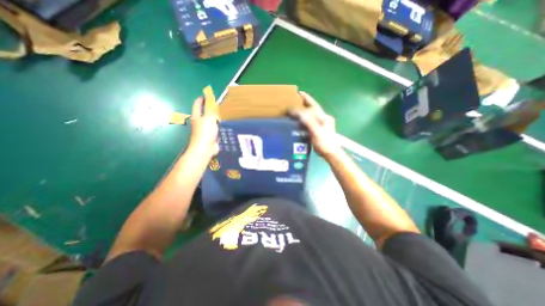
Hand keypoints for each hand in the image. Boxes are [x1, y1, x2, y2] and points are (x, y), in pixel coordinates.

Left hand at [187, 96, 218, 157]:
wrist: (205, 148)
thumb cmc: (205, 132)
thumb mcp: (209, 118)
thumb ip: (211, 109)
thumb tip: (210, 98)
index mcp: (196, 116)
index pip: (197, 104)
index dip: (202, 98)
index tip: (209, 95)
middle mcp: (199, 122)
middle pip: (204, 112)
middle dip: (210, 108)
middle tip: (220, 105)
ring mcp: (204, 129)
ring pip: (210, 121)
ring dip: (216, 117)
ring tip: (224, 114)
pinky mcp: (210, 136)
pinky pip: (215, 128)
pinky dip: (219, 126)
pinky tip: (224, 125)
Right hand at [289, 92, 339, 158]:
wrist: (330, 153)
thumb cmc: (325, 142)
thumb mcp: (316, 131)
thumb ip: (309, 121)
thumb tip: (299, 112)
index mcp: (324, 117)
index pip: (314, 106)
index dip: (307, 98)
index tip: (299, 93)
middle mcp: (323, 119)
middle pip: (312, 109)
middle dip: (304, 103)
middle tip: (295, 100)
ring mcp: (321, 125)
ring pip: (310, 115)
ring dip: (303, 111)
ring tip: (294, 109)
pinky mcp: (318, 130)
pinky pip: (309, 122)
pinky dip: (303, 120)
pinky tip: (298, 121)